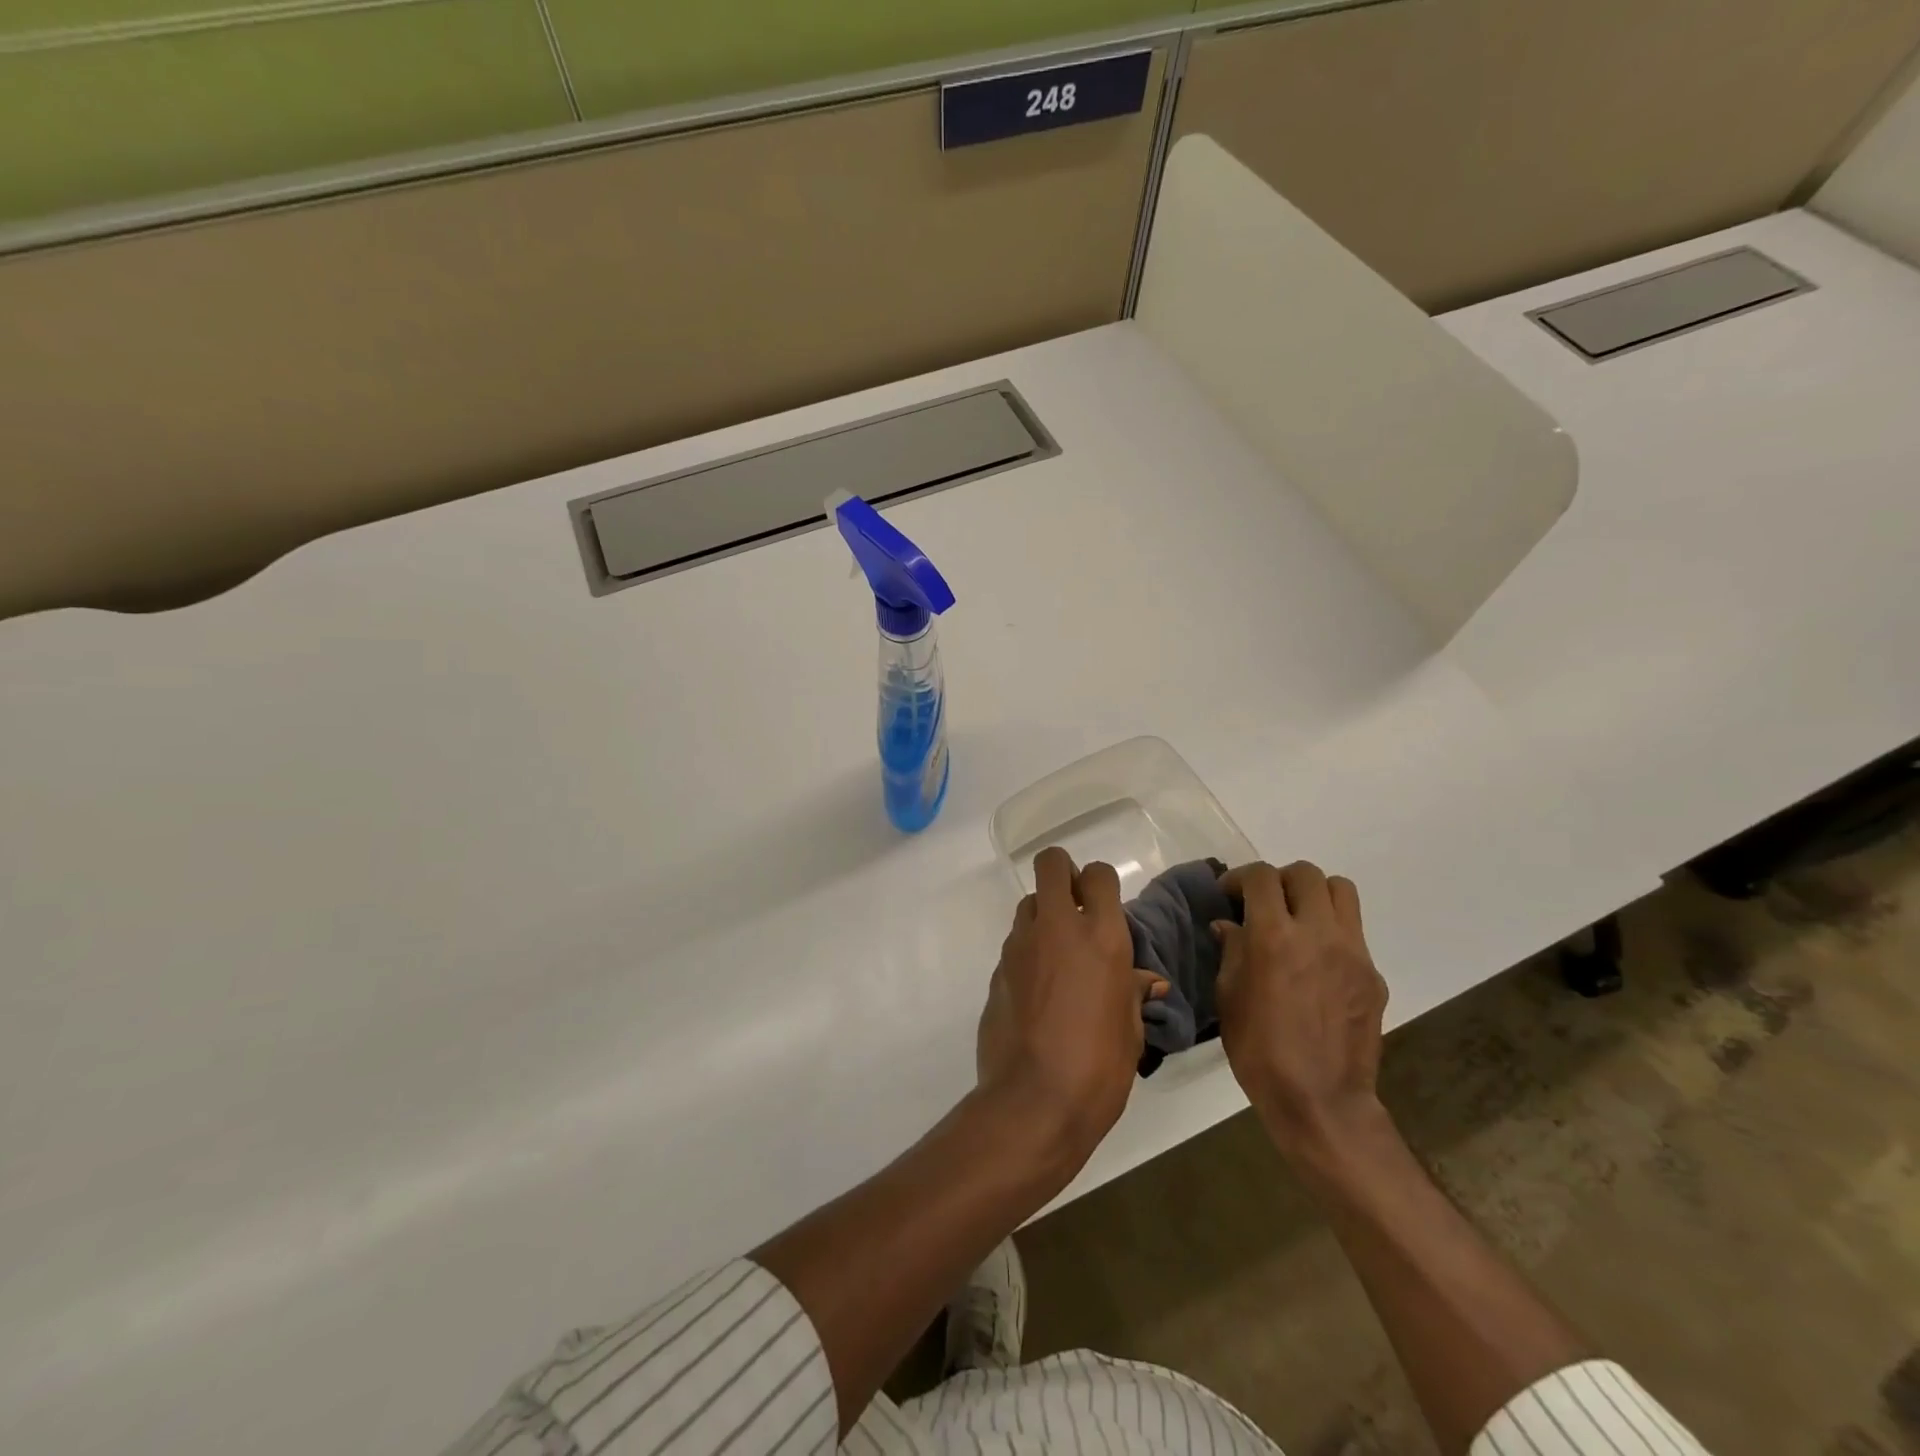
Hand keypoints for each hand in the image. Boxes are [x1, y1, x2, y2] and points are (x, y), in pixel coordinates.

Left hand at [976, 848, 1165, 1168]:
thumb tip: (1145, 981)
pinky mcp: (997, 969)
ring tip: (1058, 952)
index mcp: (1101, 937)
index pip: (1098, 875)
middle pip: (1051, 864)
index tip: (1104, 904)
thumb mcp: (1130, 1031)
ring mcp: (1021, 946)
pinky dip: (1029, 952)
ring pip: (1029, 903)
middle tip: (1075, 904)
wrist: (1033, 1101)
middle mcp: (1057, 928)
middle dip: (1063, 872)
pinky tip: (1039, 989)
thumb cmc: (1099, 1068)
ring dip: (1044, 914)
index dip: (1101, 882)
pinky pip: (1015, 943)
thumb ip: (1131, 992)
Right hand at [1213, 861, 1389, 1161]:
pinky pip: (1353, 933)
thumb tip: (1230, 925)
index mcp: (1275, 936)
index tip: (1229, 893)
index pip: (1262, 877)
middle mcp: (1318, 933)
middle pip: (1306, 873)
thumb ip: (1232, 951)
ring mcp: (1353, 952)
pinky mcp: (1372, 975)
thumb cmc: (1260, 1050)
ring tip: (1297, 919)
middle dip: (1280, 880)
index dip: (1241, 877)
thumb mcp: (1229, 997)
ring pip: (1341, 891)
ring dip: (1314, 894)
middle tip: (1264, 903)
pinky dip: (1331, 933)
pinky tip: (1316, 964)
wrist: (1321, 1101)